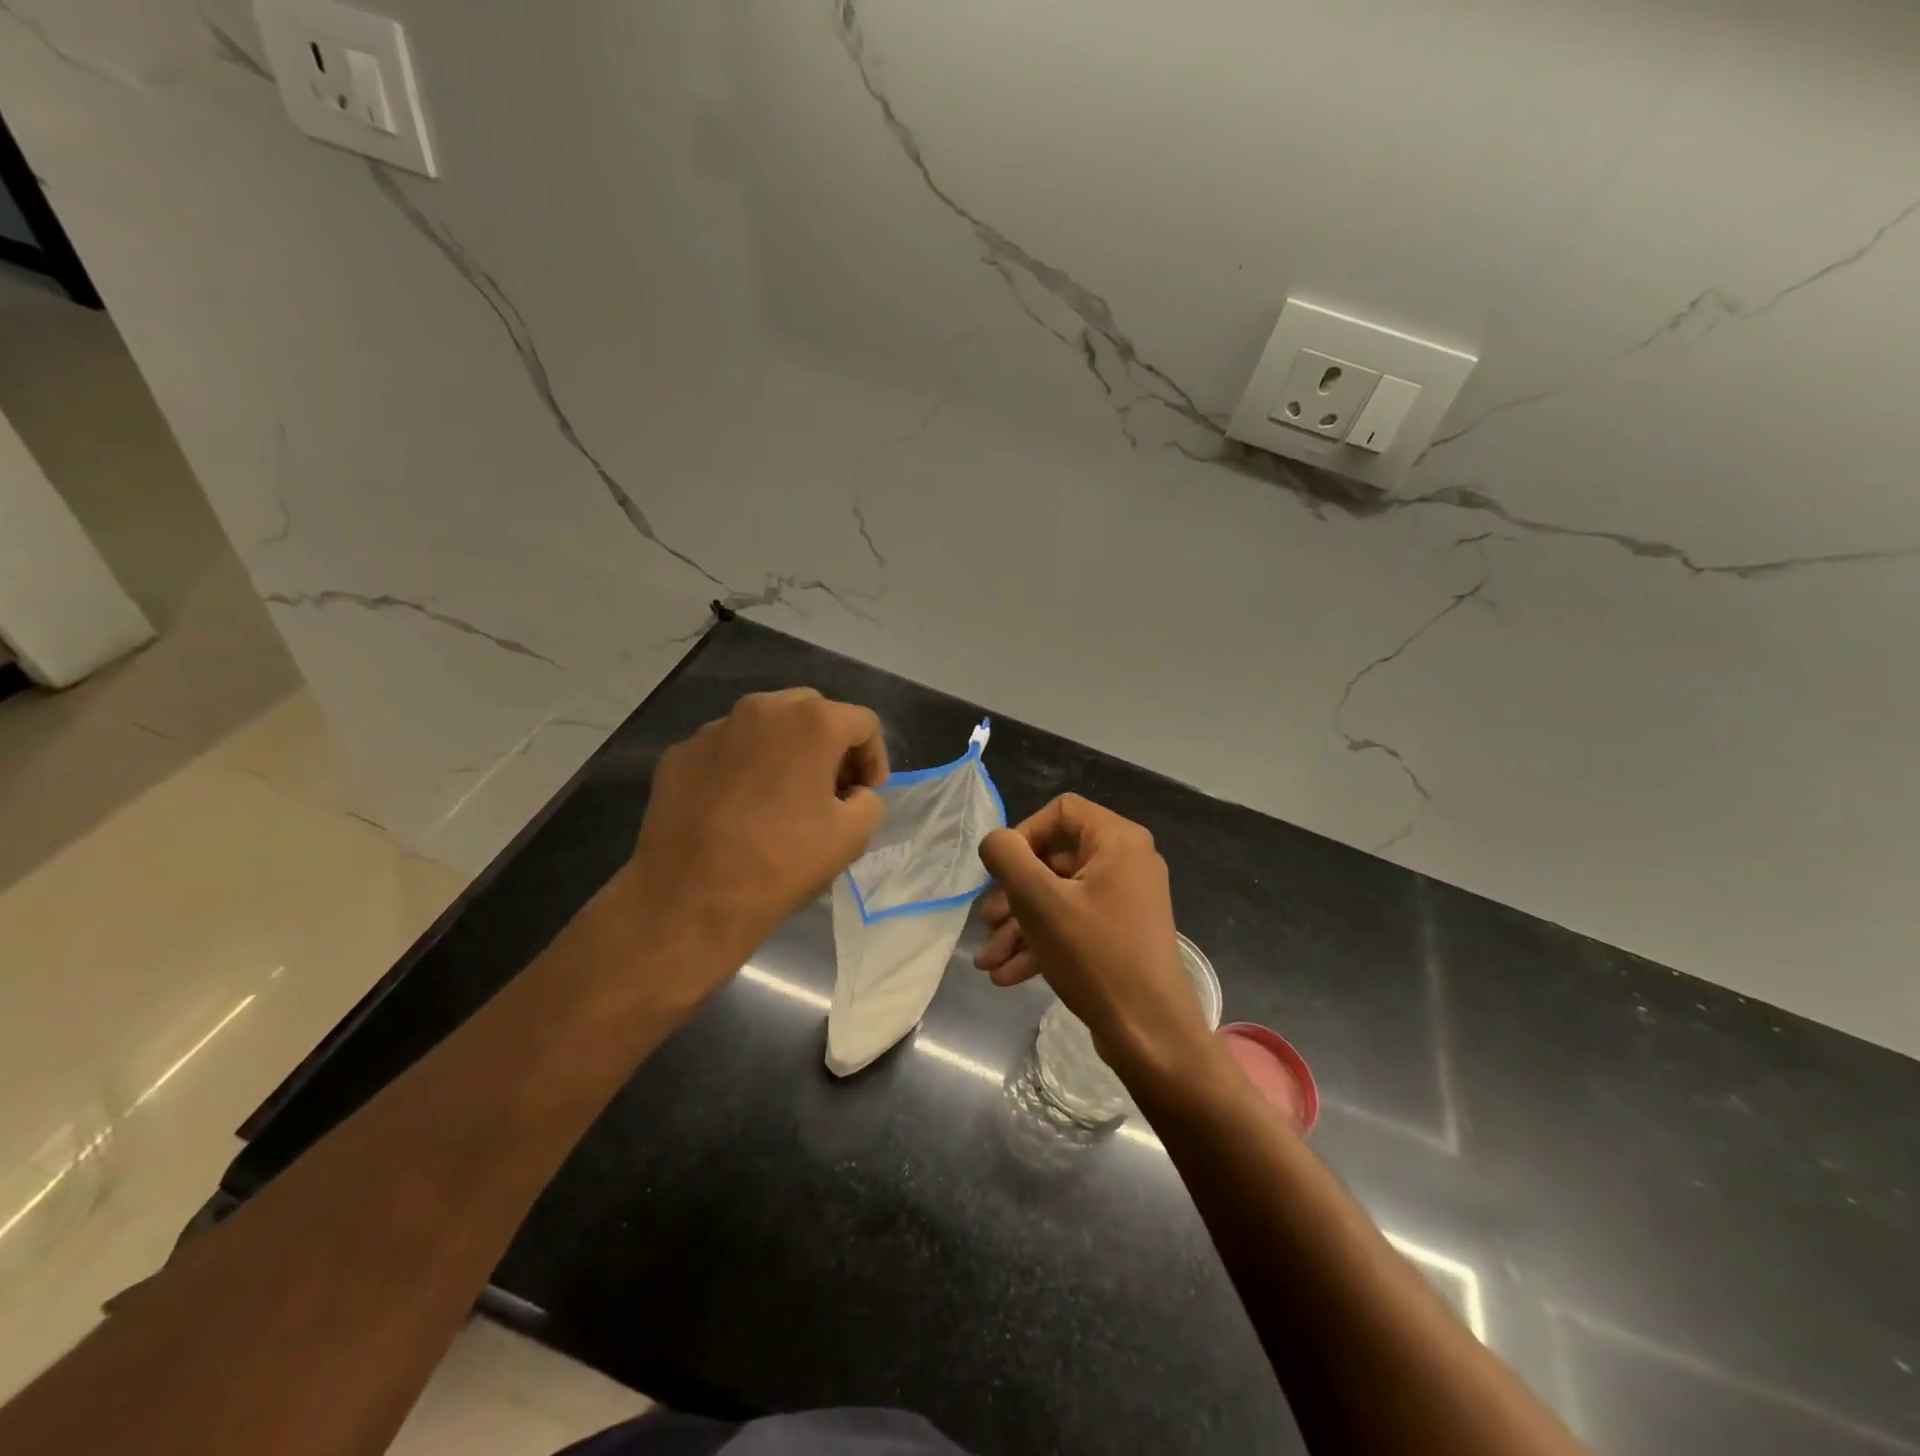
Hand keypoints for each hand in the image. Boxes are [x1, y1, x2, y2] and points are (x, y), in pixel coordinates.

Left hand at [620, 688, 887, 972]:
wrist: (689, 897)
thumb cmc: (782, 862)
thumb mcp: (853, 837)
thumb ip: (869, 801)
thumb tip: (854, 795)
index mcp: (812, 722)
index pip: (862, 723)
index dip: (874, 758)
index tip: (866, 793)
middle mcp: (763, 709)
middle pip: (812, 713)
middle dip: (829, 747)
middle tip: (831, 790)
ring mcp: (715, 728)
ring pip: (765, 726)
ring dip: (785, 752)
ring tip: (782, 796)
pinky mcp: (680, 752)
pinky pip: (726, 749)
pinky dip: (743, 767)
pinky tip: (738, 807)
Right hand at [975, 794, 1214, 1082]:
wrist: (1150, 1034)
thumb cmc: (1095, 955)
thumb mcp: (1039, 901)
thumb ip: (1008, 858)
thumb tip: (995, 841)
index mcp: (1117, 840)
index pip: (1060, 811)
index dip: (1023, 835)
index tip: (1001, 872)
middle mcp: (1127, 862)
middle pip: (1055, 859)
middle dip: (1013, 894)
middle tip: (986, 922)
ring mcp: (1125, 900)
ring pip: (1059, 897)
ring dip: (1019, 926)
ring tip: (987, 961)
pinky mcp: (1120, 934)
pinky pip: (1073, 924)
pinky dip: (1041, 943)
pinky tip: (1007, 975)